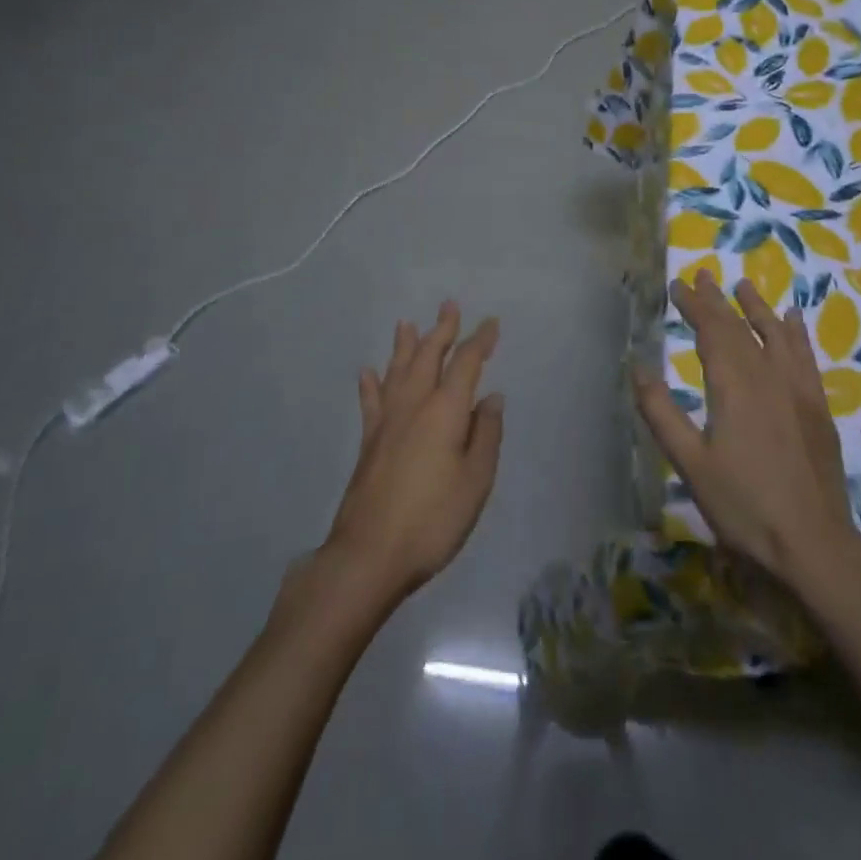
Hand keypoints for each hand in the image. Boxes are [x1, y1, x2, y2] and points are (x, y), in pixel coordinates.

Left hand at [318, 302, 504, 609]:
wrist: (369, 554)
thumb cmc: (433, 519)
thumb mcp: (475, 481)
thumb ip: (485, 435)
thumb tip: (492, 398)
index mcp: (445, 410)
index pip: (465, 363)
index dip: (480, 341)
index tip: (491, 323)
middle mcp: (414, 405)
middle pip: (428, 356)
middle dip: (441, 330)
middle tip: (449, 305)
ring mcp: (387, 422)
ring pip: (397, 371)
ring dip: (405, 345)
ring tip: (406, 323)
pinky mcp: (369, 441)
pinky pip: (371, 401)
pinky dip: (371, 384)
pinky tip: (368, 372)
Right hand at [634, 272, 855, 585]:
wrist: (815, 545)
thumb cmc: (744, 506)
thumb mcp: (690, 464)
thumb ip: (661, 412)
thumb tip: (638, 366)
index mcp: (734, 385)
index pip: (711, 331)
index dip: (693, 305)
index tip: (677, 284)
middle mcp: (768, 376)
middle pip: (739, 327)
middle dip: (718, 300)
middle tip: (702, 275)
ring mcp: (798, 390)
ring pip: (775, 334)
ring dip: (757, 307)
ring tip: (744, 286)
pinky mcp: (818, 407)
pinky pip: (806, 356)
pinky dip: (796, 333)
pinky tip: (793, 320)